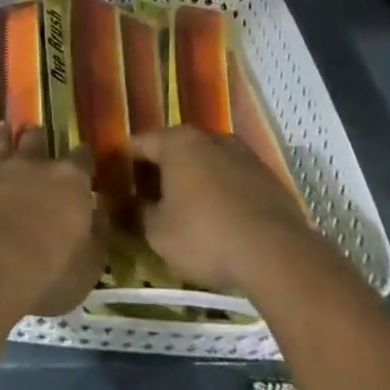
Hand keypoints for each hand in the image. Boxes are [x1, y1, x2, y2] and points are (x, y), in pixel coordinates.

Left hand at [0, 120, 107, 318]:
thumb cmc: (47, 274)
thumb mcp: (89, 266)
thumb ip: (98, 233)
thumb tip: (100, 209)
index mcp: (69, 182)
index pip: (82, 159)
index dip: (83, 159)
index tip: (84, 162)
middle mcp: (33, 164)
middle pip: (37, 140)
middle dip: (39, 139)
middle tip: (38, 140)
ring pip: (1, 140)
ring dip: (4, 134)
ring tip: (3, 127)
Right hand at [128, 126, 309, 294]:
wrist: (276, 252)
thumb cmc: (205, 235)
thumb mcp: (158, 233)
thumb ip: (137, 214)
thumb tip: (127, 205)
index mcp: (177, 142)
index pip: (139, 144)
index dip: (123, 162)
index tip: (113, 180)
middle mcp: (209, 137)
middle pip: (174, 149)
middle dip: (158, 171)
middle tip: (145, 198)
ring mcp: (242, 153)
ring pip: (205, 162)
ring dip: (191, 180)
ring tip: (183, 209)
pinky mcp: (266, 176)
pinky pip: (231, 178)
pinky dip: (219, 192)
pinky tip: (218, 218)